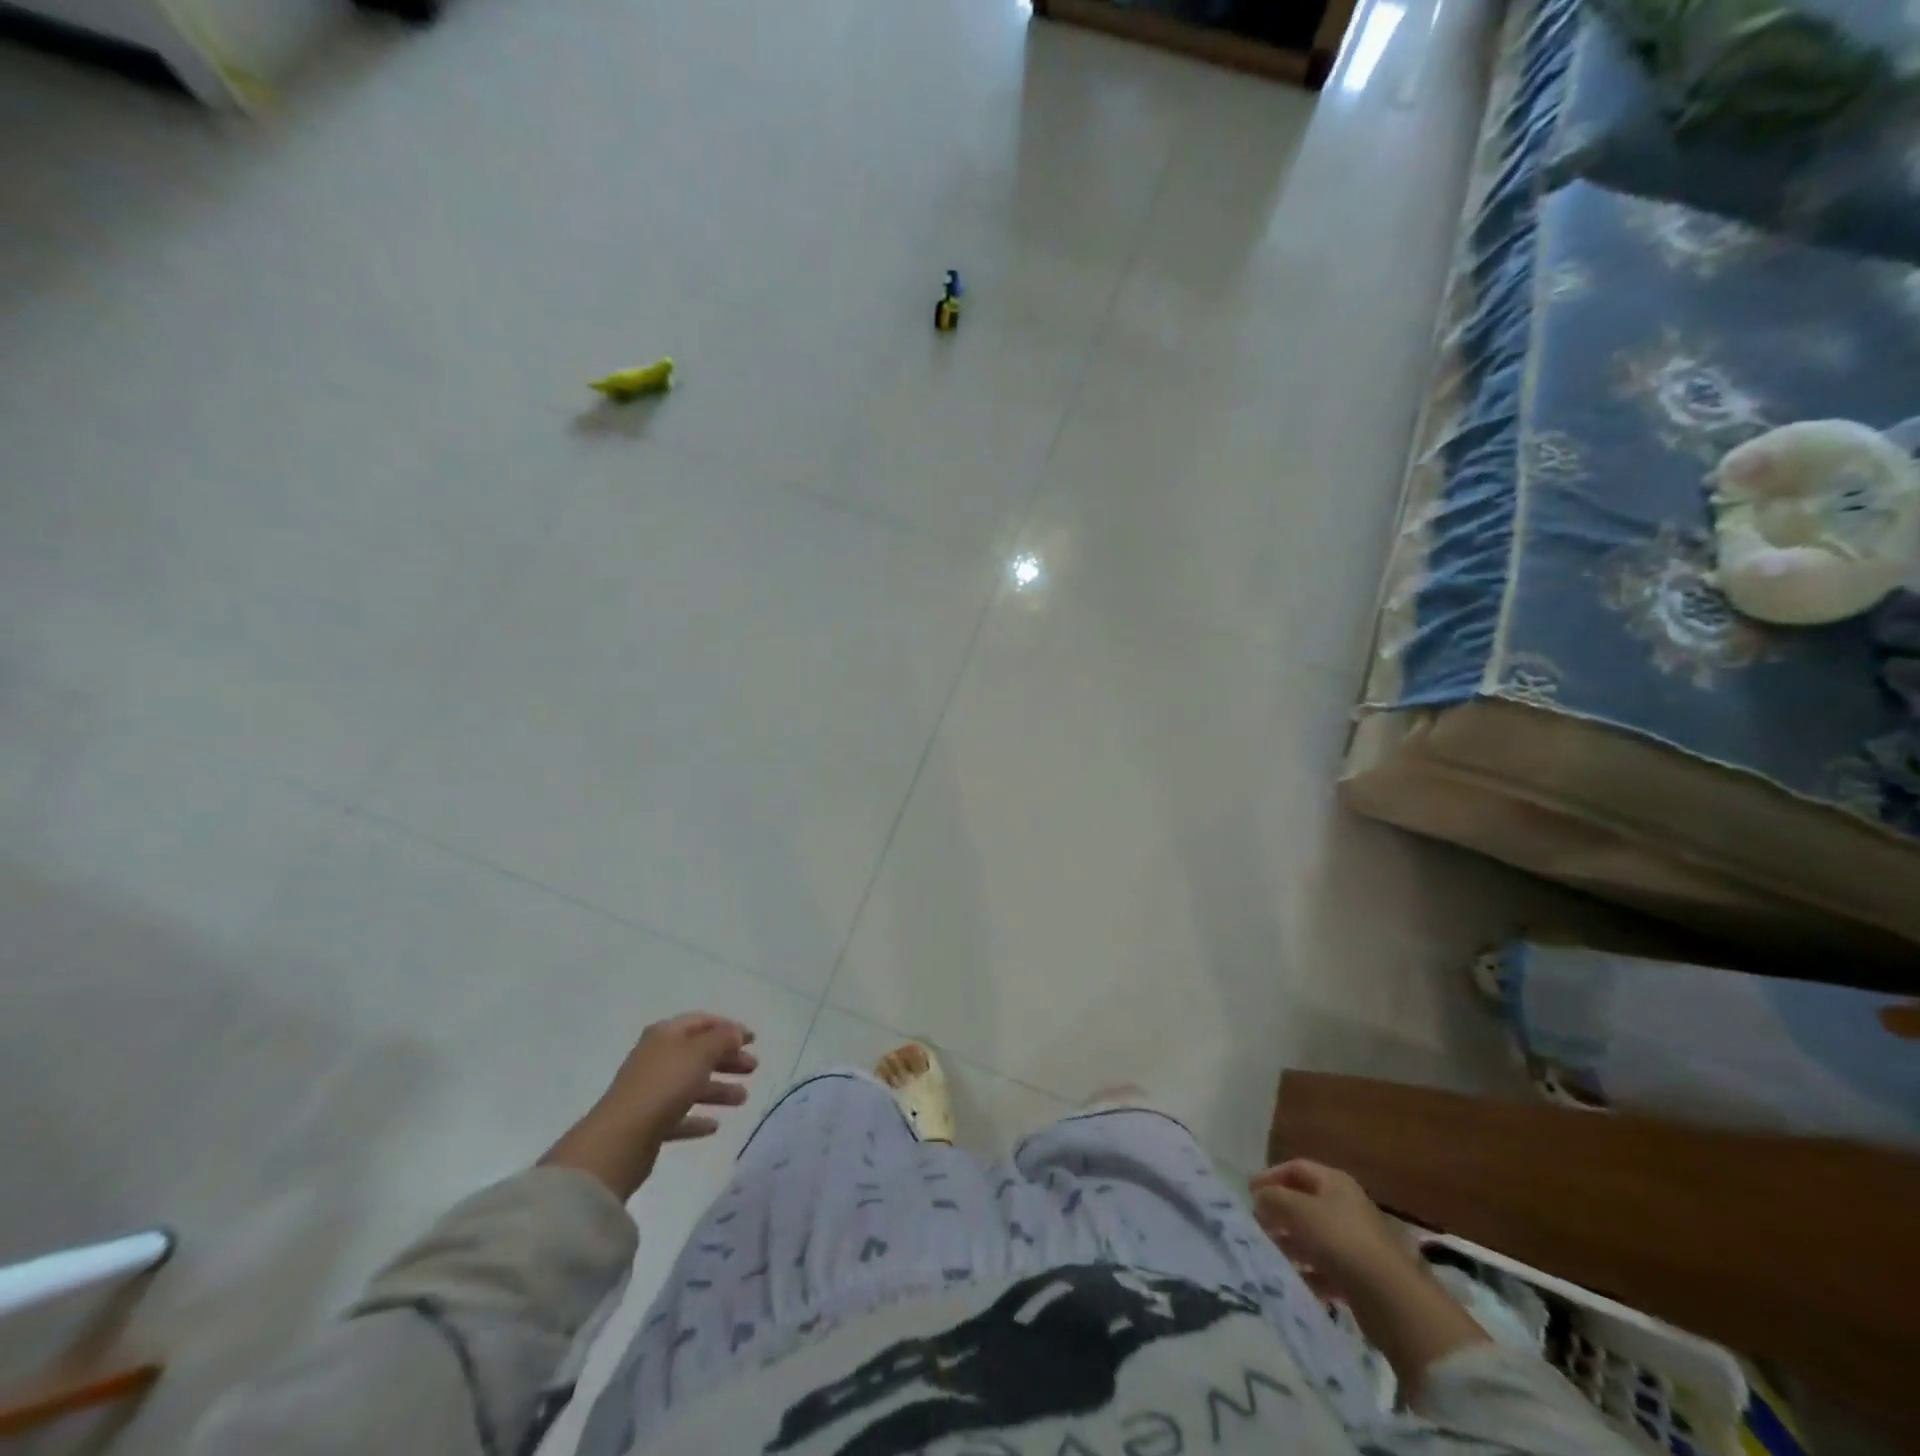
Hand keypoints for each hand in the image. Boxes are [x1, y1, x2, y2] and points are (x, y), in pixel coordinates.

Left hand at [539, 1013, 757, 1199]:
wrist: (620, 1139)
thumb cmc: (664, 1085)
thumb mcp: (700, 1053)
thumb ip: (722, 1039)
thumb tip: (734, 1033)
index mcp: (666, 1034)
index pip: (703, 1022)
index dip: (729, 1027)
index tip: (754, 1039)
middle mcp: (657, 1057)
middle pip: (699, 1053)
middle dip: (728, 1058)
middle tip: (753, 1068)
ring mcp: (651, 1091)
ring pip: (691, 1084)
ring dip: (718, 1089)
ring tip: (743, 1100)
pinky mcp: (649, 1122)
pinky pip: (680, 1115)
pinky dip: (698, 1117)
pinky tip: (714, 1126)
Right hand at [1250, 1159, 1416, 1302]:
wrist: (1392, 1299)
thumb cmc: (1341, 1241)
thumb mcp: (1298, 1211)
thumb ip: (1273, 1198)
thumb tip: (1260, 1198)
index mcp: (1335, 1183)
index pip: (1296, 1168)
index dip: (1271, 1176)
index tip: (1249, 1193)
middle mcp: (1347, 1207)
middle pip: (1305, 1202)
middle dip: (1279, 1213)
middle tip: (1256, 1225)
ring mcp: (1357, 1243)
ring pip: (1315, 1237)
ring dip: (1291, 1243)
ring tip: (1270, 1255)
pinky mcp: (1362, 1277)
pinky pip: (1327, 1268)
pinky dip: (1309, 1272)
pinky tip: (1295, 1281)